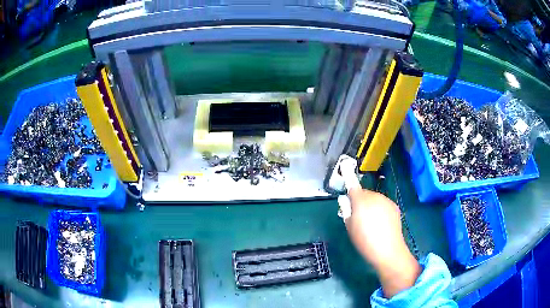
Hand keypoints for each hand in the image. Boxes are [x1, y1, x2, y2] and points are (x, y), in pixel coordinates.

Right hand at [345, 188, 420, 297]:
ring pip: (375, 198)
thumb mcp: (350, 227)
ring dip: (371, 205)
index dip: (350, 194)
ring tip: (371, 221)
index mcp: (361, 201)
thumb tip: (346, 202)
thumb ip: (347, 211)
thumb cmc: (364, 241)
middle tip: (358, 216)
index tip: (348, 203)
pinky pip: (383, 203)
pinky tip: (381, 222)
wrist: (388, 250)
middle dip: (360, 201)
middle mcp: (375, 197)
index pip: (353, 188)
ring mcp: (386, 200)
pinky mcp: (394, 206)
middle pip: (364, 193)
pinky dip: (380, 209)